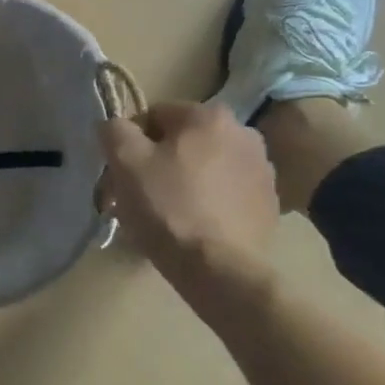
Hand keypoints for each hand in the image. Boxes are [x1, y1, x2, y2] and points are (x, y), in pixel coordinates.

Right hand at [101, 101, 279, 300]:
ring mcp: (262, 170)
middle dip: (157, 163)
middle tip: (137, 195)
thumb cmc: (167, 207)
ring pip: (204, 166)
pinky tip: (193, 225)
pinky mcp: (269, 204)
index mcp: (209, 116)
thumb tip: (114, 125)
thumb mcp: (125, 161)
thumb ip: (114, 130)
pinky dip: (207, 202)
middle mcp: (243, 133)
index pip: (154, 116)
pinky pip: (225, 192)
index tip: (122, 173)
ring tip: (165, 214)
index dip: (131, 143)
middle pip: (182, 142)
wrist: (218, 269)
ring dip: (183, 181)